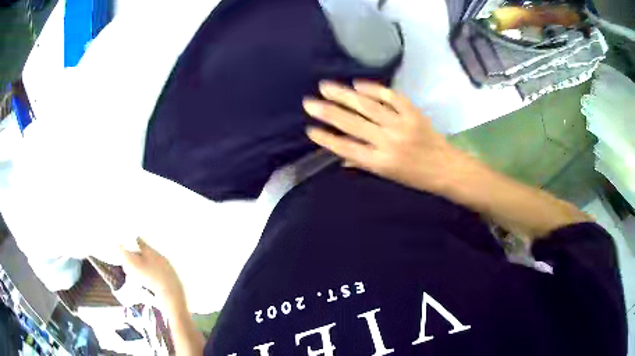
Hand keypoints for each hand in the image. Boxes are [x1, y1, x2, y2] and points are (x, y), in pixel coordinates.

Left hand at [120, 238, 184, 309]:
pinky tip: (147, 253)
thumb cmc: (160, 272)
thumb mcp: (152, 254)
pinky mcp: (139, 276)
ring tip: (143, 241)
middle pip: (123, 250)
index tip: (125, 227)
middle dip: (128, 241)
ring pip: (130, 256)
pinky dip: (139, 256)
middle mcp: (126, 266)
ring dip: (135, 249)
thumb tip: (135, 237)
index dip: (119, 235)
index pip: (117, 244)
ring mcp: (132, 273)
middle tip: (135, 231)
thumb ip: (141, 244)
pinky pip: (135, 262)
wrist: (170, 293)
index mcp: (126, 259)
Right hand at [303, 80, 477, 194]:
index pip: (346, 148)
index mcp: (380, 162)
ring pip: (367, 106)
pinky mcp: (413, 113)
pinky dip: (374, 89)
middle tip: (309, 102)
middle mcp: (388, 142)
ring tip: (325, 86)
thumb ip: (363, 163)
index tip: (310, 129)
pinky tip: (358, 83)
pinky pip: (391, 97)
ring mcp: (401, 125)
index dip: (326, 138)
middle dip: (328, 112)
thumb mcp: (388, 176)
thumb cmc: (416, 177)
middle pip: (352, 124)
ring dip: (344, 95)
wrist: (446, 168)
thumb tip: (340, 153)